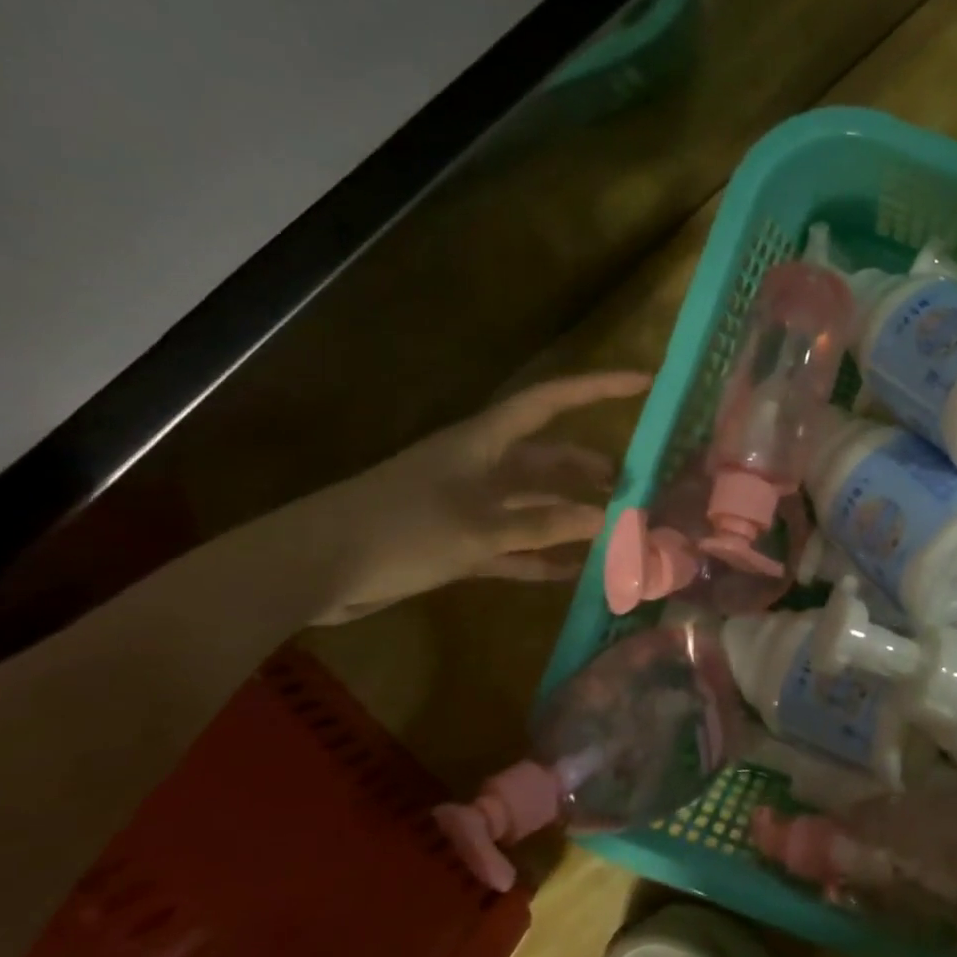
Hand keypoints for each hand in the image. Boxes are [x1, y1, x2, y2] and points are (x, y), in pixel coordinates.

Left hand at [302, 372, 650, 624]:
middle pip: (549, 457)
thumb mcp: (481, 527)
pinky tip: (573, 573)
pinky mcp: (456, 540)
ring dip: (570, 515)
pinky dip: (541, 556)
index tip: (644, 383)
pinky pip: (513, 544)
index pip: (552, 401)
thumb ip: (546, 523)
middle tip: (634, 486)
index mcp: (485, 442)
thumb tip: (607, 519)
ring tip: (614, 530)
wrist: (312, 567)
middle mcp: (482, 466)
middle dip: (590, 468)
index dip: (598, 388)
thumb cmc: (400, 528)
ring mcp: (469, 504)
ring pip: (534, 503)